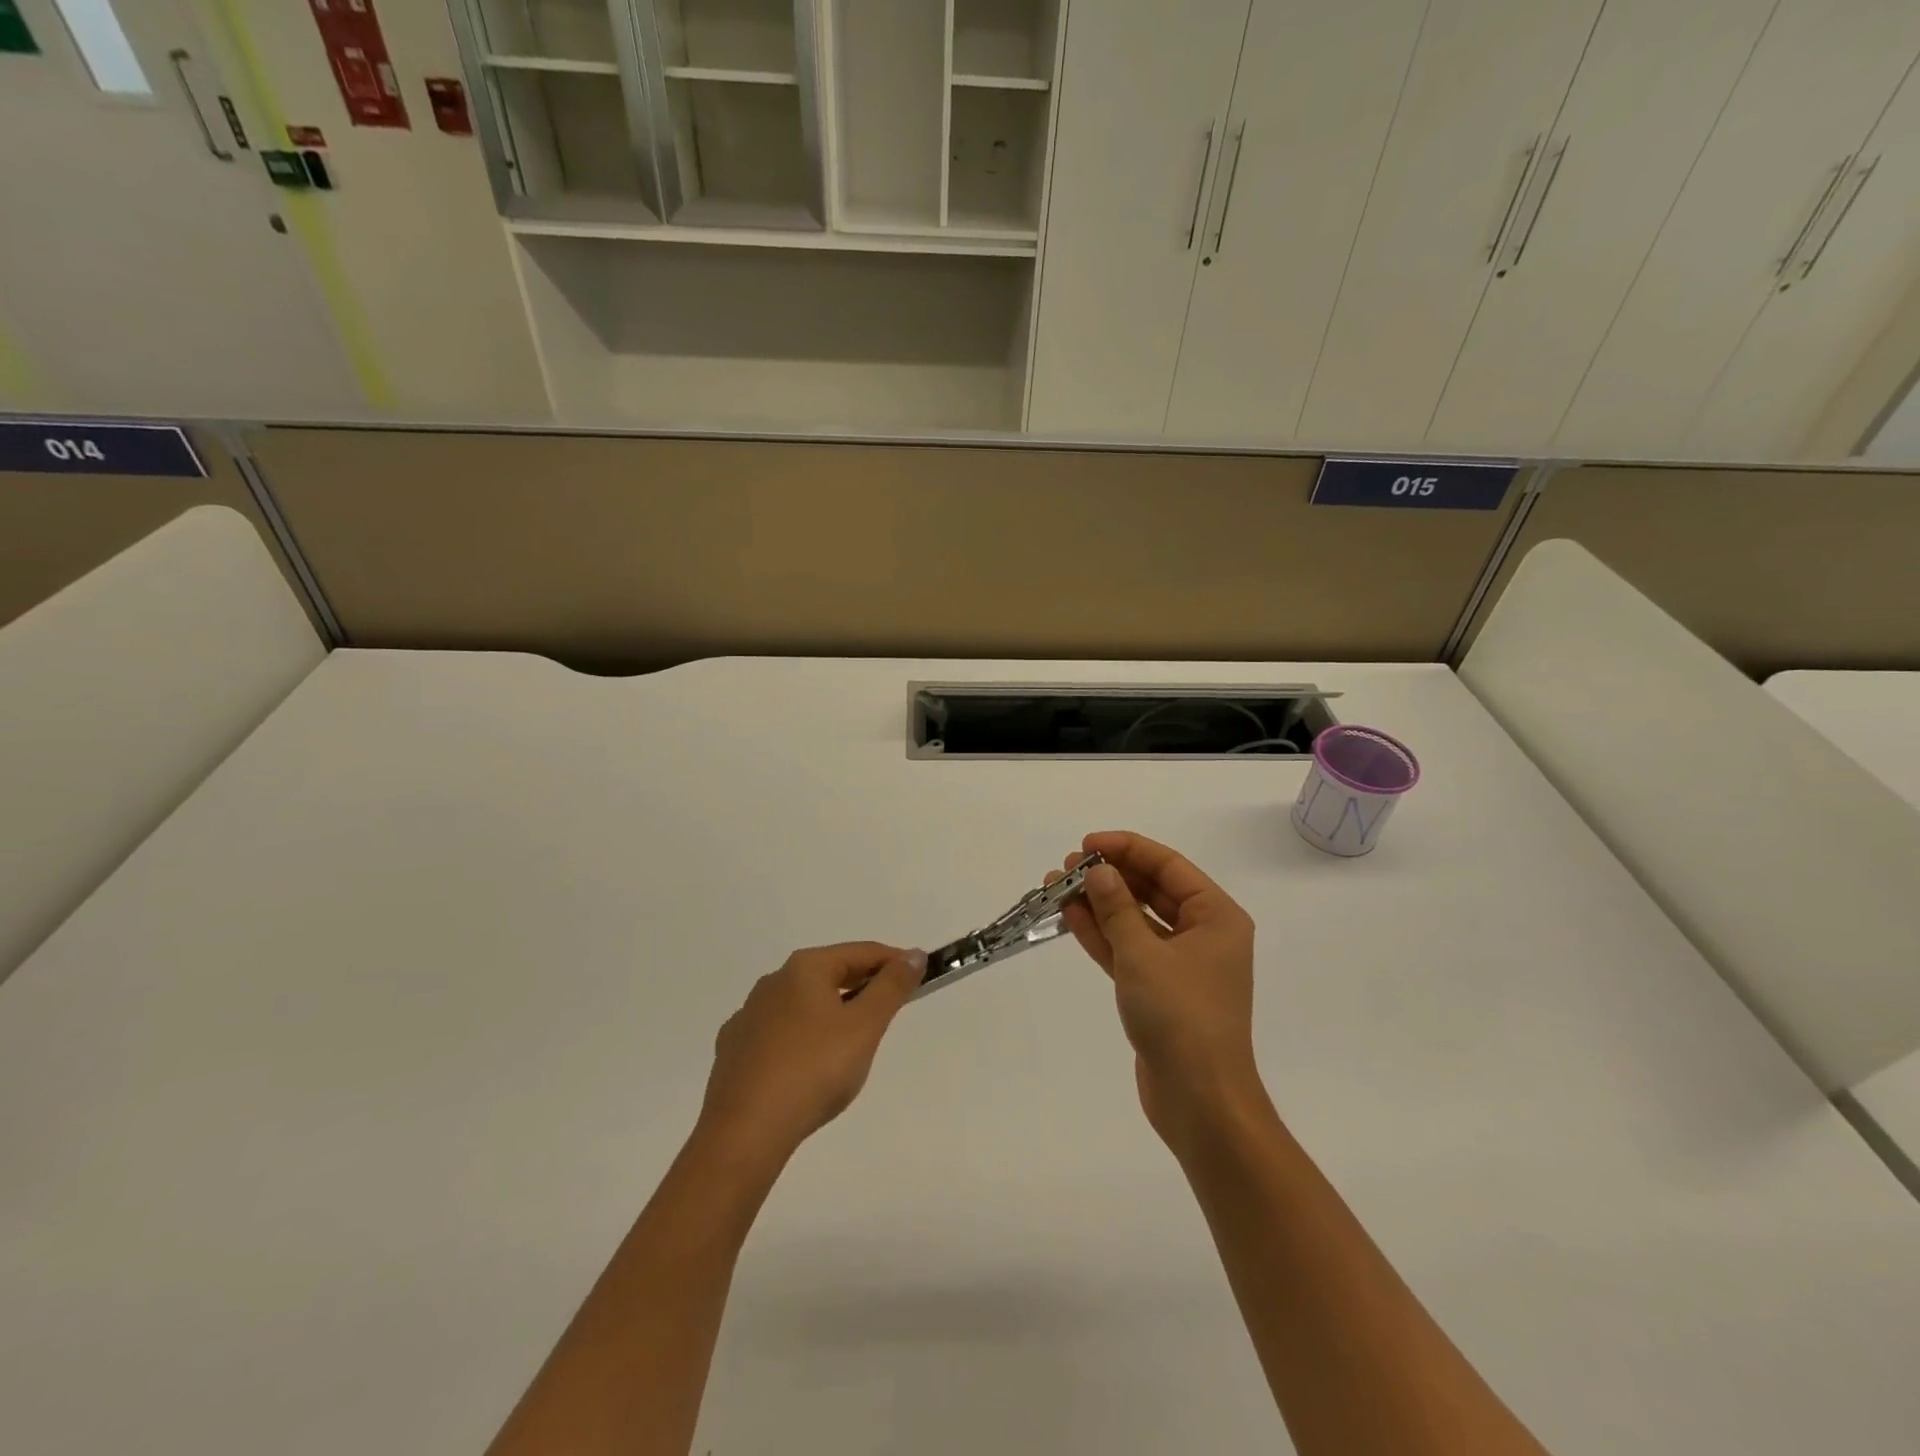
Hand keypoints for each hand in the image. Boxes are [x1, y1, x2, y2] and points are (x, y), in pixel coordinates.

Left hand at [698, 942, 925, 1164]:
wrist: (745, 1132)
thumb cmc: (814, 1070)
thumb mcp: (865, 1027)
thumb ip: (892, 987)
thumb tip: (913, 955)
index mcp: (805, 968)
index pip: (861, 952)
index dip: (895, 961)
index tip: (920, 976)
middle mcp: (773, 982)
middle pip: (830, 974)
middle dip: (863, 987)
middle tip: (891, 1010)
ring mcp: (748, 1016)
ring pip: (803, 1004)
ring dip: (832, 1013)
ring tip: (852, 1044)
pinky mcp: (733, 1051)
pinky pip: (779, 1034)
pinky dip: (802, 1039)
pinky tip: (807, 1066)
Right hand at [1055, 832, 1264, 1147]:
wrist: (1200, 1101)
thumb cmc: (1181, 1017)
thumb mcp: (1143, 954)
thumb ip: (1117, 908)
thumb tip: (1098, 871)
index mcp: (1216, 916)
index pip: (1168, 866)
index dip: (1126, 848)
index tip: (1086, 844)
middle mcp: (1203, 934)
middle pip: (1151, 890)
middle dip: (1109, 876)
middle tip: (1066, 868)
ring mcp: (1180, 964)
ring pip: (1135, 920)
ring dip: (1099, 904)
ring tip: (1057, 887)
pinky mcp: (1159, 990)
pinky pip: (1128, 949)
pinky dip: (1102, 934)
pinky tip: (1070, 916)